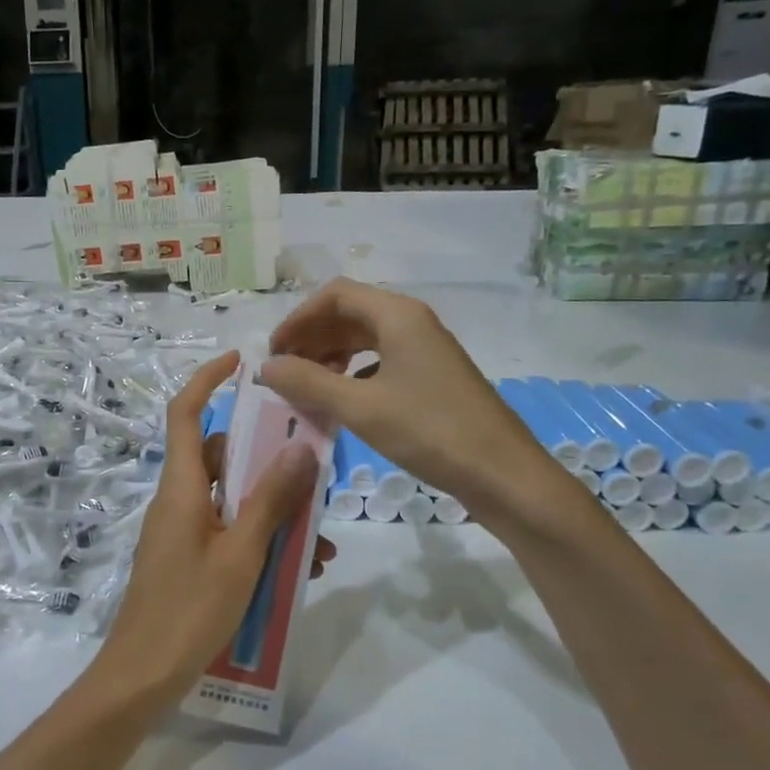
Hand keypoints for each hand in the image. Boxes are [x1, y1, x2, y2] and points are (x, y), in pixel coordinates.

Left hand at [86, 352, 332, 709]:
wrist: (143, 675)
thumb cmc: (190, 609)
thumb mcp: (242, 553)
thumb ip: (270, 499)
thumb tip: (300, 446)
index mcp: (181, 486)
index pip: (186, 412)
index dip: (208, 380)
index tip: (242, 363)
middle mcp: (178, 499)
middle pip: (220, 457)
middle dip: (267, 461)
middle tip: (312, 470)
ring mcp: (182, 531)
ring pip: (232, 500)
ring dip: (274, 511)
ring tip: (318, 542)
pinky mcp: (188, 558)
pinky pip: (229, 532)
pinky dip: (260, 540)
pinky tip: (299, 570)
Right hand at [260, 279, 577, 532]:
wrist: (503, 474)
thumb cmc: (430, 432)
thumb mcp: (360, 407)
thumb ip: (308, 382)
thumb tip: (266, 367)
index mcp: (397, 315)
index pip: (334, 295)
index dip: (297, 319)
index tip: (274, 353)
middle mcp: (412, 323)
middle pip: (349, 314)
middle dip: (311, 338)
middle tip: (284, 372)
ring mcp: (426, 350)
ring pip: (365, 338)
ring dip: (330, 356)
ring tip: (307, 386)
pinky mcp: (432, 377)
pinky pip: (381, 362)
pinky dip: (353, 374)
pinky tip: (342, 401)